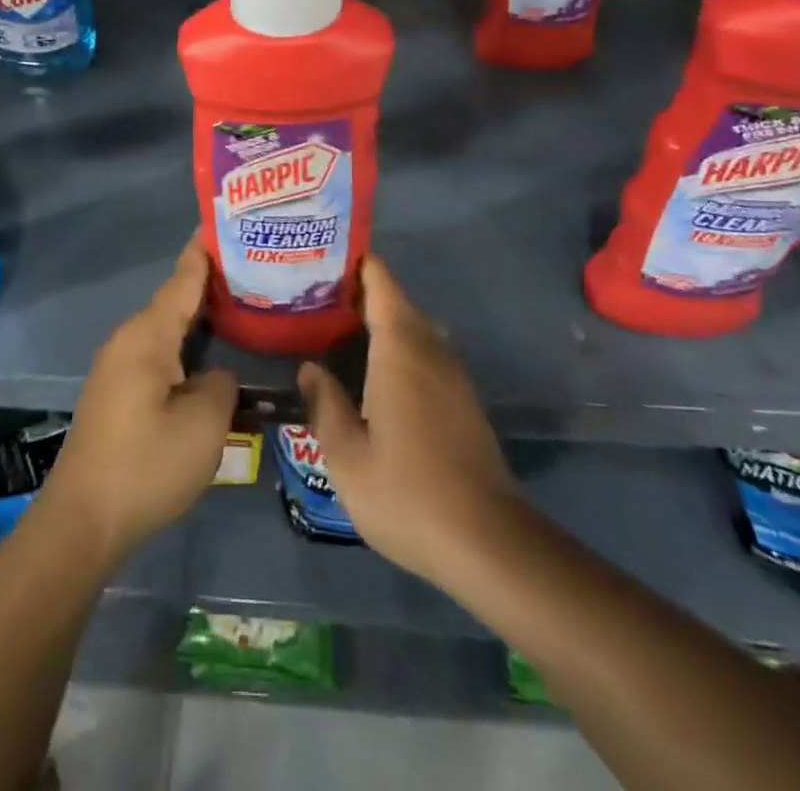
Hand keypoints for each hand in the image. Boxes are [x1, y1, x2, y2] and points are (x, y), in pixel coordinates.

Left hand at [42, 240, 237, 564]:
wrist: (83, 520)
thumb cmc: (147, 464)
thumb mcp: (203, 424)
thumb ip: (221, 384)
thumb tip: (215, 375)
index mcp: (148, 335)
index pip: (183, 279)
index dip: (205, 251)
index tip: (226, 221)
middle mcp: (129, 340)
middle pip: (176, 300)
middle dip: (212, 284)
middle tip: (256, 269)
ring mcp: (120, 366)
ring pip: (168, 329)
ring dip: (200, 317)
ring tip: (242, 307)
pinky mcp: (119, 392)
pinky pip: (159, 352)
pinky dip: (187, 345)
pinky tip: (211, 355)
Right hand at [298, 256, 523, 587]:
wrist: (488, 543)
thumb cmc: (408, 493)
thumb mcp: (347, 456)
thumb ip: (325, 404)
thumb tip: (311, 368)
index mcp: (401, 349)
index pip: (382, 283)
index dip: (356, 264)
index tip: (323, 257)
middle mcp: (431, 350)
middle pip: (397, 302)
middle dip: (360, 293)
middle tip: (315, 298)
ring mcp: (453, 376)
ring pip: (414, 328)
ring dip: (380, 321)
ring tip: (337, 330)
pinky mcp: (463, 401)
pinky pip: (426, 353)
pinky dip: (398, 347)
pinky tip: (372, 373)